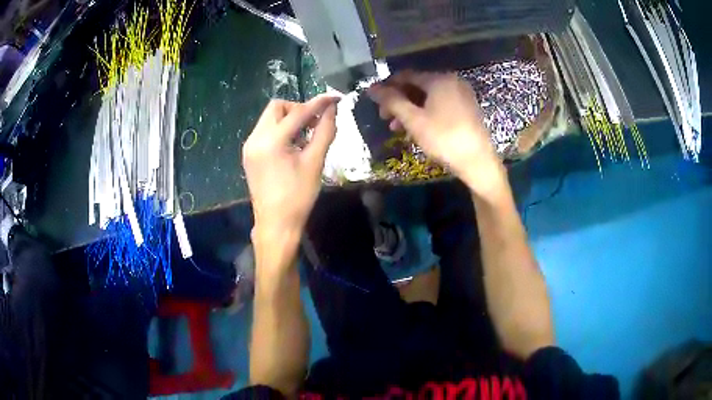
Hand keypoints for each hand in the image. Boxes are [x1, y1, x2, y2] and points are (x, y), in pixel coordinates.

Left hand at [243, 95, 337, 238]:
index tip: (335, 98)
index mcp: (271, 141)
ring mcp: (249, 146)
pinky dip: (280, 131)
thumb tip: (332, 109)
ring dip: (289, 120)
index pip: (298, 112)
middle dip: (298, 110)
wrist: (276, 224)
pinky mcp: (249, 154)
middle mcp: (255, 138)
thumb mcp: (315, 162)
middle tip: (314, 124)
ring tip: (305, 138)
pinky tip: (291, 147)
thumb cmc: (298, 196)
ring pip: (269, 118)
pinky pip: (264, 131)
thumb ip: (324, 131)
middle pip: (277, 107)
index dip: (318, 103)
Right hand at [369, 71, 505, 195]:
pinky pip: (441, 105)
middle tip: (385, 118)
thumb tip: (372, 88)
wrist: (478, 162)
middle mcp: (452, 81)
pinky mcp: (467, 108)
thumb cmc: (444, 138)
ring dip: (411, 110)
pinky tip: (417, 129)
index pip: (406, 76)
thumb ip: (392, 101)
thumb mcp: (414, 120)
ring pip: (429, 97)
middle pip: (418, 86)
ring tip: (398, 128)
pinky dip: (426, 113)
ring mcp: (462, 95)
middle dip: (399, 101)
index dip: (388, 87)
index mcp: (439, 79)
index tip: (375, 101)